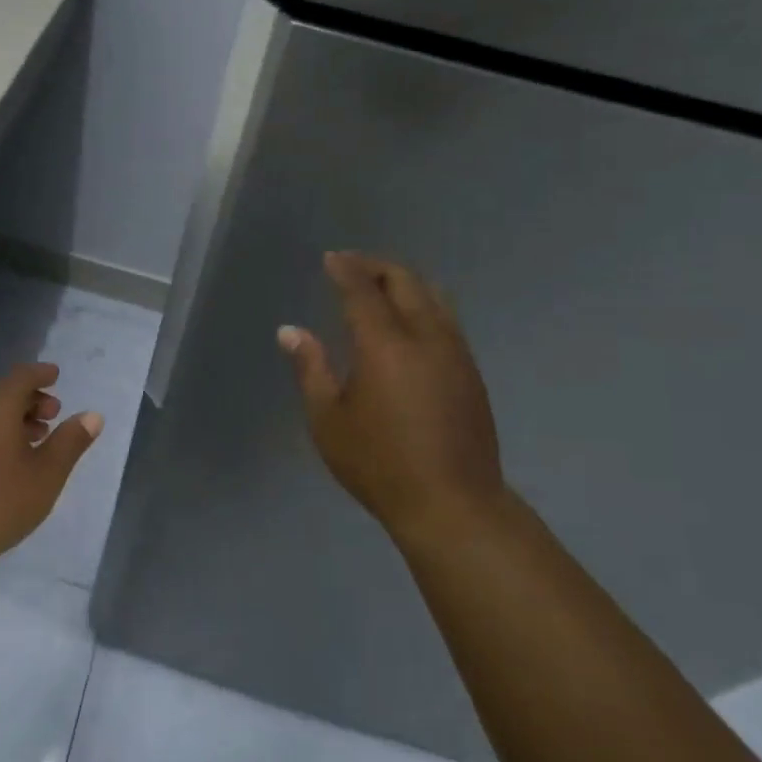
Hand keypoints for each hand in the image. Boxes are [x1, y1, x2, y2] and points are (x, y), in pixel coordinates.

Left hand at [0, 362, 102, 570]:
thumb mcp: (47, 473)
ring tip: (37, 438)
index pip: (21, 376)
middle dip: (30, 398)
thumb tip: (92, 416)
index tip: (56, 376)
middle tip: (54, 414)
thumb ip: (71, 441)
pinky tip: (9, 458)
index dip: (41, 374)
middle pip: (2, 391)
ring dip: (13, 417)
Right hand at [277, 251, 506, 543]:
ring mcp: (455, 353)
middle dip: (377, 267)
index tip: (331, 258)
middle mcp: (426, 337)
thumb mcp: (328, 419)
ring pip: (434, 297)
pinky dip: (423, 306)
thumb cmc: (378, 463)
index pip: (363, 290)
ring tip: (380, 287)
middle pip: (406, 282)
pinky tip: (408, 324)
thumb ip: (310, 368)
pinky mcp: (471, 372)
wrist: (452, 503)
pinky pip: (446, 320)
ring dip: (405, 283)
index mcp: (385, 344)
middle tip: (352, 265)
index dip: (346, 269)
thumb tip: (290, 331)